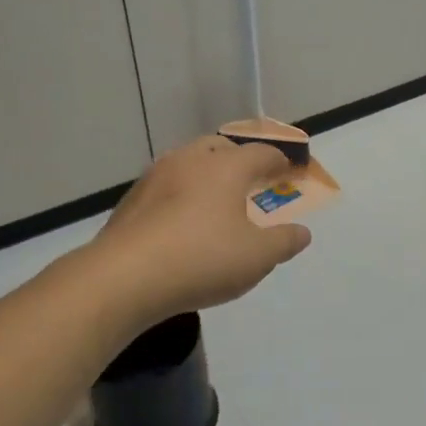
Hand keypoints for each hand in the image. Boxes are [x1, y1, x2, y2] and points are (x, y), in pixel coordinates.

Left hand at [90, 136, 311, 322]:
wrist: (123, 278)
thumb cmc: (202, 259)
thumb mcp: (257, 257)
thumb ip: (284, 242)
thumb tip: (302, 232)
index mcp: (226, 167)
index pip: (261, 152)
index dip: (280, 160)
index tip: (290, 170)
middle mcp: (190, 160)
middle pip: (220, 147)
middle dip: (240, 159)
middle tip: (252, 178)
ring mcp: (155, 177)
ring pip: (189, 162)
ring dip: (207, 173)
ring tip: (216, 198)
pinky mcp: (131, 200)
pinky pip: (166, 186)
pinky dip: (182, 194)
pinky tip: (182, 221)